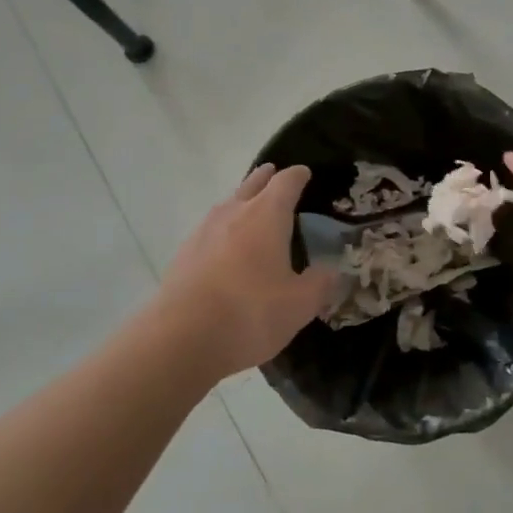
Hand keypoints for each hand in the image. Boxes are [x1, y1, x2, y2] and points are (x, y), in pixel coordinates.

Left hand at [155, 164, 339, 377]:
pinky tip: (225, 249)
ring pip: (226, 206)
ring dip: (240, 202)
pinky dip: (222, 231)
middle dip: (265, 178)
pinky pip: (209, 231)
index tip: (304, 173)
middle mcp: (233, 213)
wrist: (181, 339)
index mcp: (266, 215)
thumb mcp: (300, 305)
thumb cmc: (250, 313)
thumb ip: (320, 284)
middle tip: (273, 174)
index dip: (297, 176)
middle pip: (251, 184)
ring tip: (250, 210)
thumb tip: (332, 272)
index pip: (286, 183)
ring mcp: (203, 232)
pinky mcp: (183, 255)